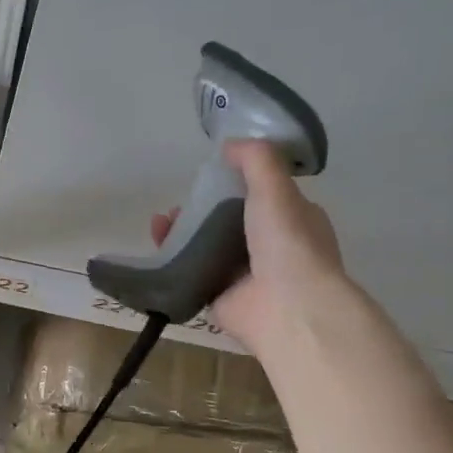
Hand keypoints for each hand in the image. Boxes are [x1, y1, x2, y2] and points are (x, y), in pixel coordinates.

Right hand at [150, 139, 346, 354]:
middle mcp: (272, 248)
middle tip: (178, 204)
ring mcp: (245, 275)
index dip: (237, 183)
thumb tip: (228, 145)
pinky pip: (193, 274)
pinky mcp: (220, 297)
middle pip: (230, 222)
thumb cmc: (287, 242)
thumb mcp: (275, 188)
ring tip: (161, 223)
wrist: (286, 307)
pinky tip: (157, 247)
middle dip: (202, 210)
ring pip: (208, 247)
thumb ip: (255, 159)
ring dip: (183, 233)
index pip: (264, 195)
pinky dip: (174, 261)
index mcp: (294, 220)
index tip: (211, 174)